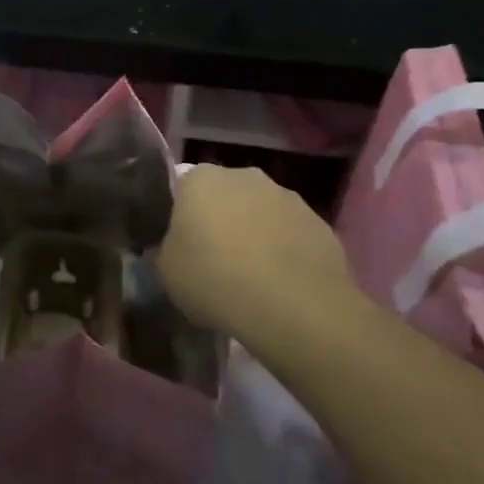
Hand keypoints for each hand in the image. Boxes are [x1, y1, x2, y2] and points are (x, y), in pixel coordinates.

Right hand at [153, 166, 356, 336]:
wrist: (295, 308)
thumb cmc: (215, 279)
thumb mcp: (166, 272)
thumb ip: (164, 251)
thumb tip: (170, 249)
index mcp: (200, 178)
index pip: (181, 187)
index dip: (179, 215)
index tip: (180, 243)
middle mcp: (244, 175)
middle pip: (224, 196)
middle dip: (219, 221)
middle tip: (212, 259)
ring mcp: (287, 197)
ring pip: (260, 214)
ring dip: (254, 235)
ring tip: (250, 278)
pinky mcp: (319, 224)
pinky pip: (290, 236)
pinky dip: (284, 253)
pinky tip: (280, 286)